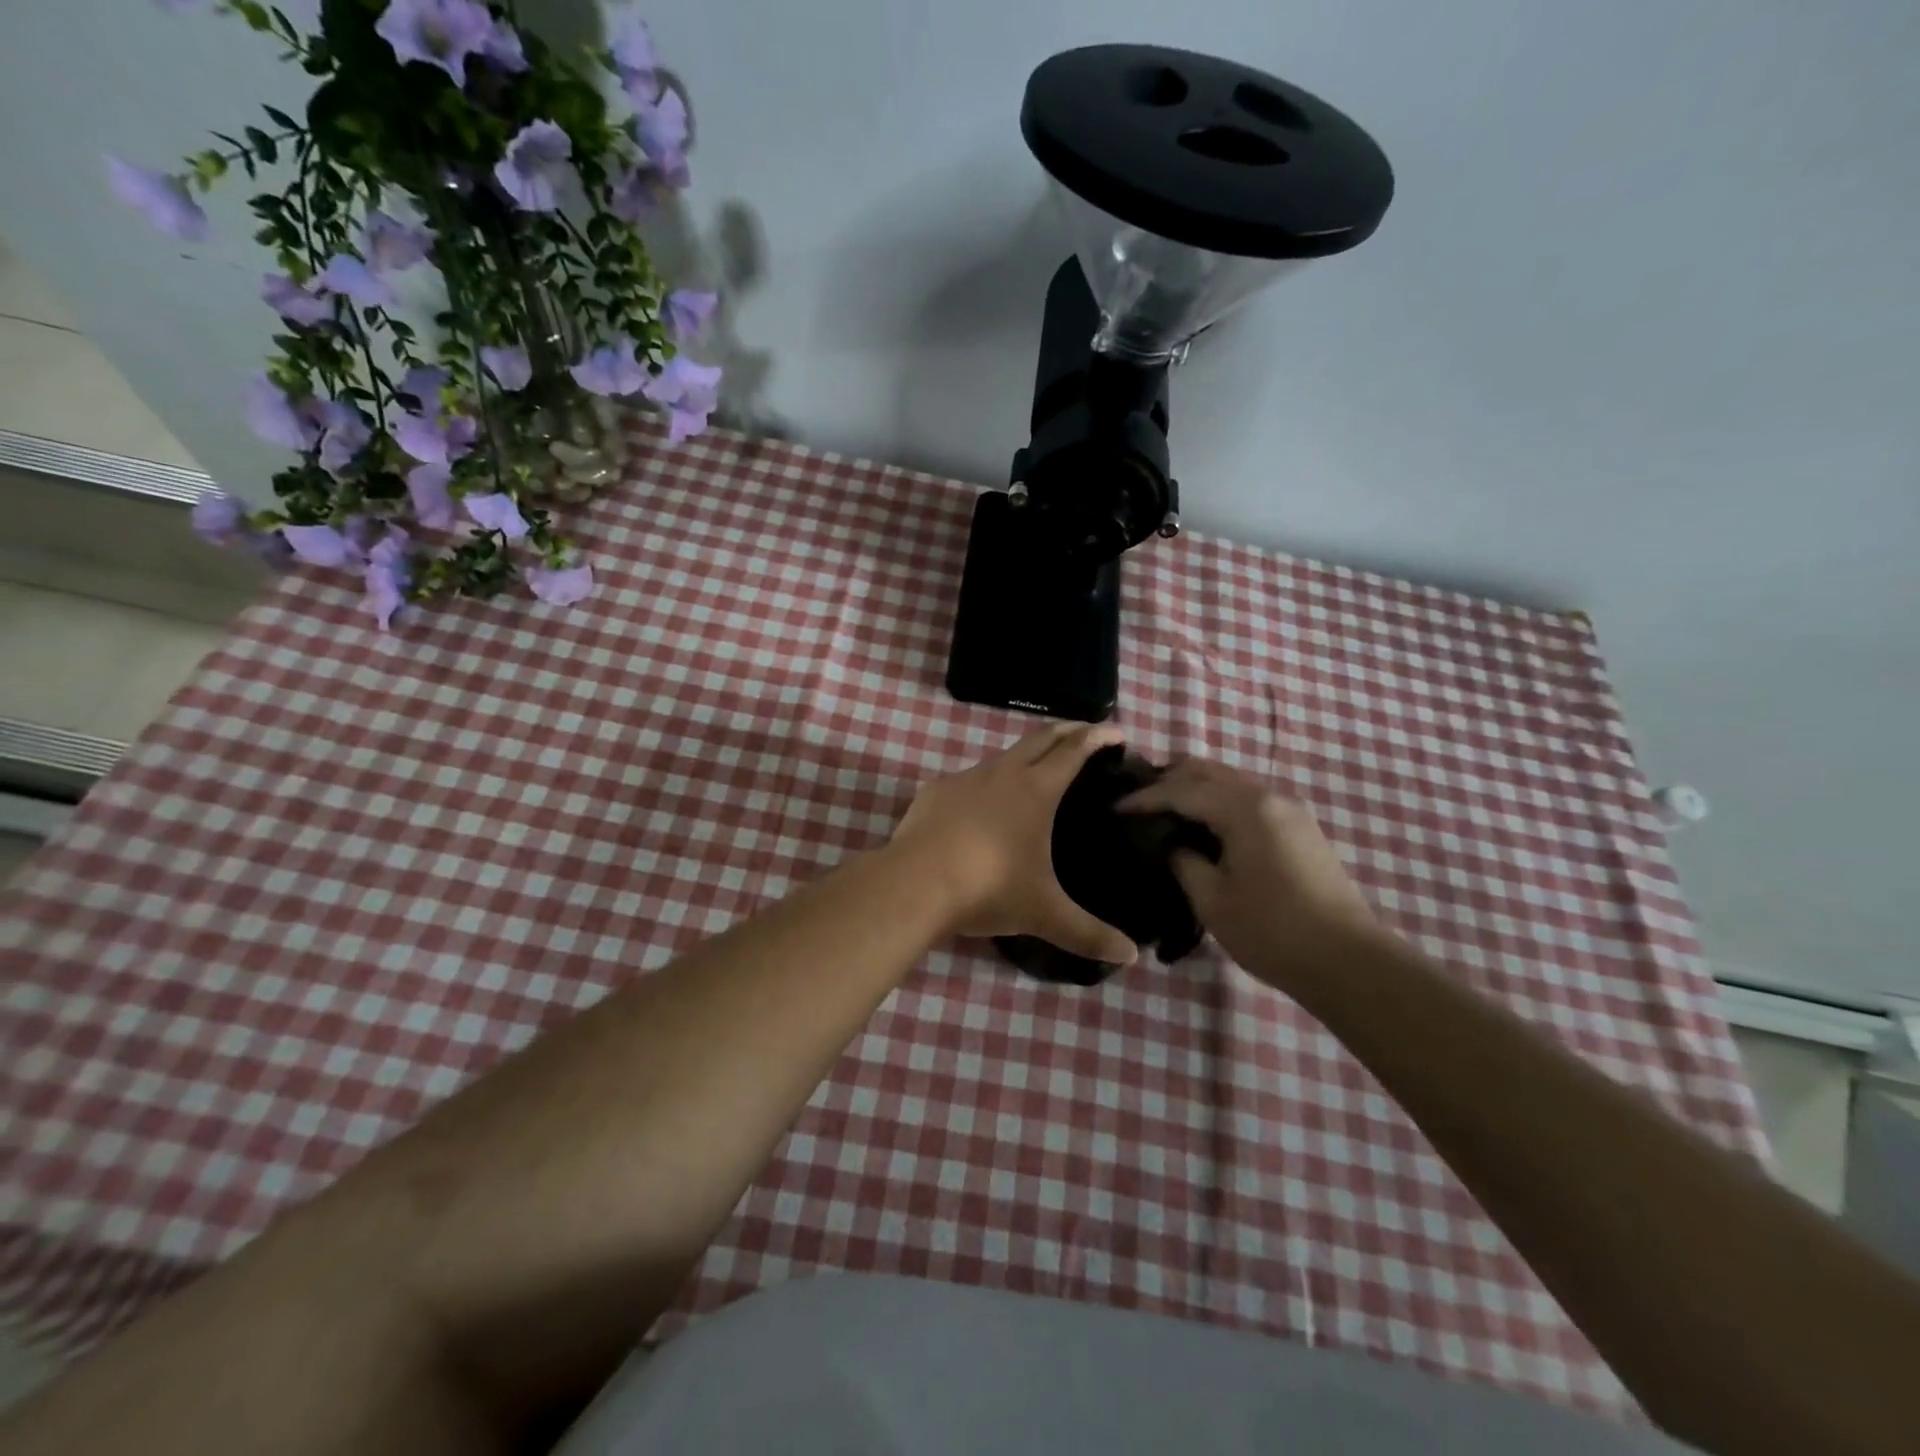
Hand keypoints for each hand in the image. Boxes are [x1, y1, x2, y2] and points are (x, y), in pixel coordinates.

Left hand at [891, 724, 1137, 964]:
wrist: (915, 883)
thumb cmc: (989, 889)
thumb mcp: (1044, 914)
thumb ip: (1088, 934)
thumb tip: (1132, 957)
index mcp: (1036, 791)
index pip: (1073, 752)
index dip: (1096, 738)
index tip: (1115, 732)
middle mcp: (1003, 773)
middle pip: (1040, 739)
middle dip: (1066, 730)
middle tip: (1084, 731)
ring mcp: (965, 778)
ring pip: (1003, 755)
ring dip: (1025, 754)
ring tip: (1036, 768)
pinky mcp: (936, 791)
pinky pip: (969, 778)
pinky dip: (987, 781)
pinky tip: (982, 804)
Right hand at [1120, 758, 1380, 988]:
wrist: (1349, 961)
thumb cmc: (1272, 931)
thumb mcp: (1212, 900)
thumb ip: (1184, 862)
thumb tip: (1174, 845)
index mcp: (1244, 809)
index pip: (1182, 790)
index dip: (1145, 798)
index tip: (1114, 808)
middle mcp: (1268, 796)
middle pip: (1208, 771)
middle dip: (1169, 780)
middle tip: (1139, 803)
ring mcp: (1289, 809)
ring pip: (1231, 781)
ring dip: (1196, 789)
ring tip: (1166, 812)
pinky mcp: (1300, 827)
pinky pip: (1249, 798)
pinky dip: (1219, 802)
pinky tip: (1205, 826)